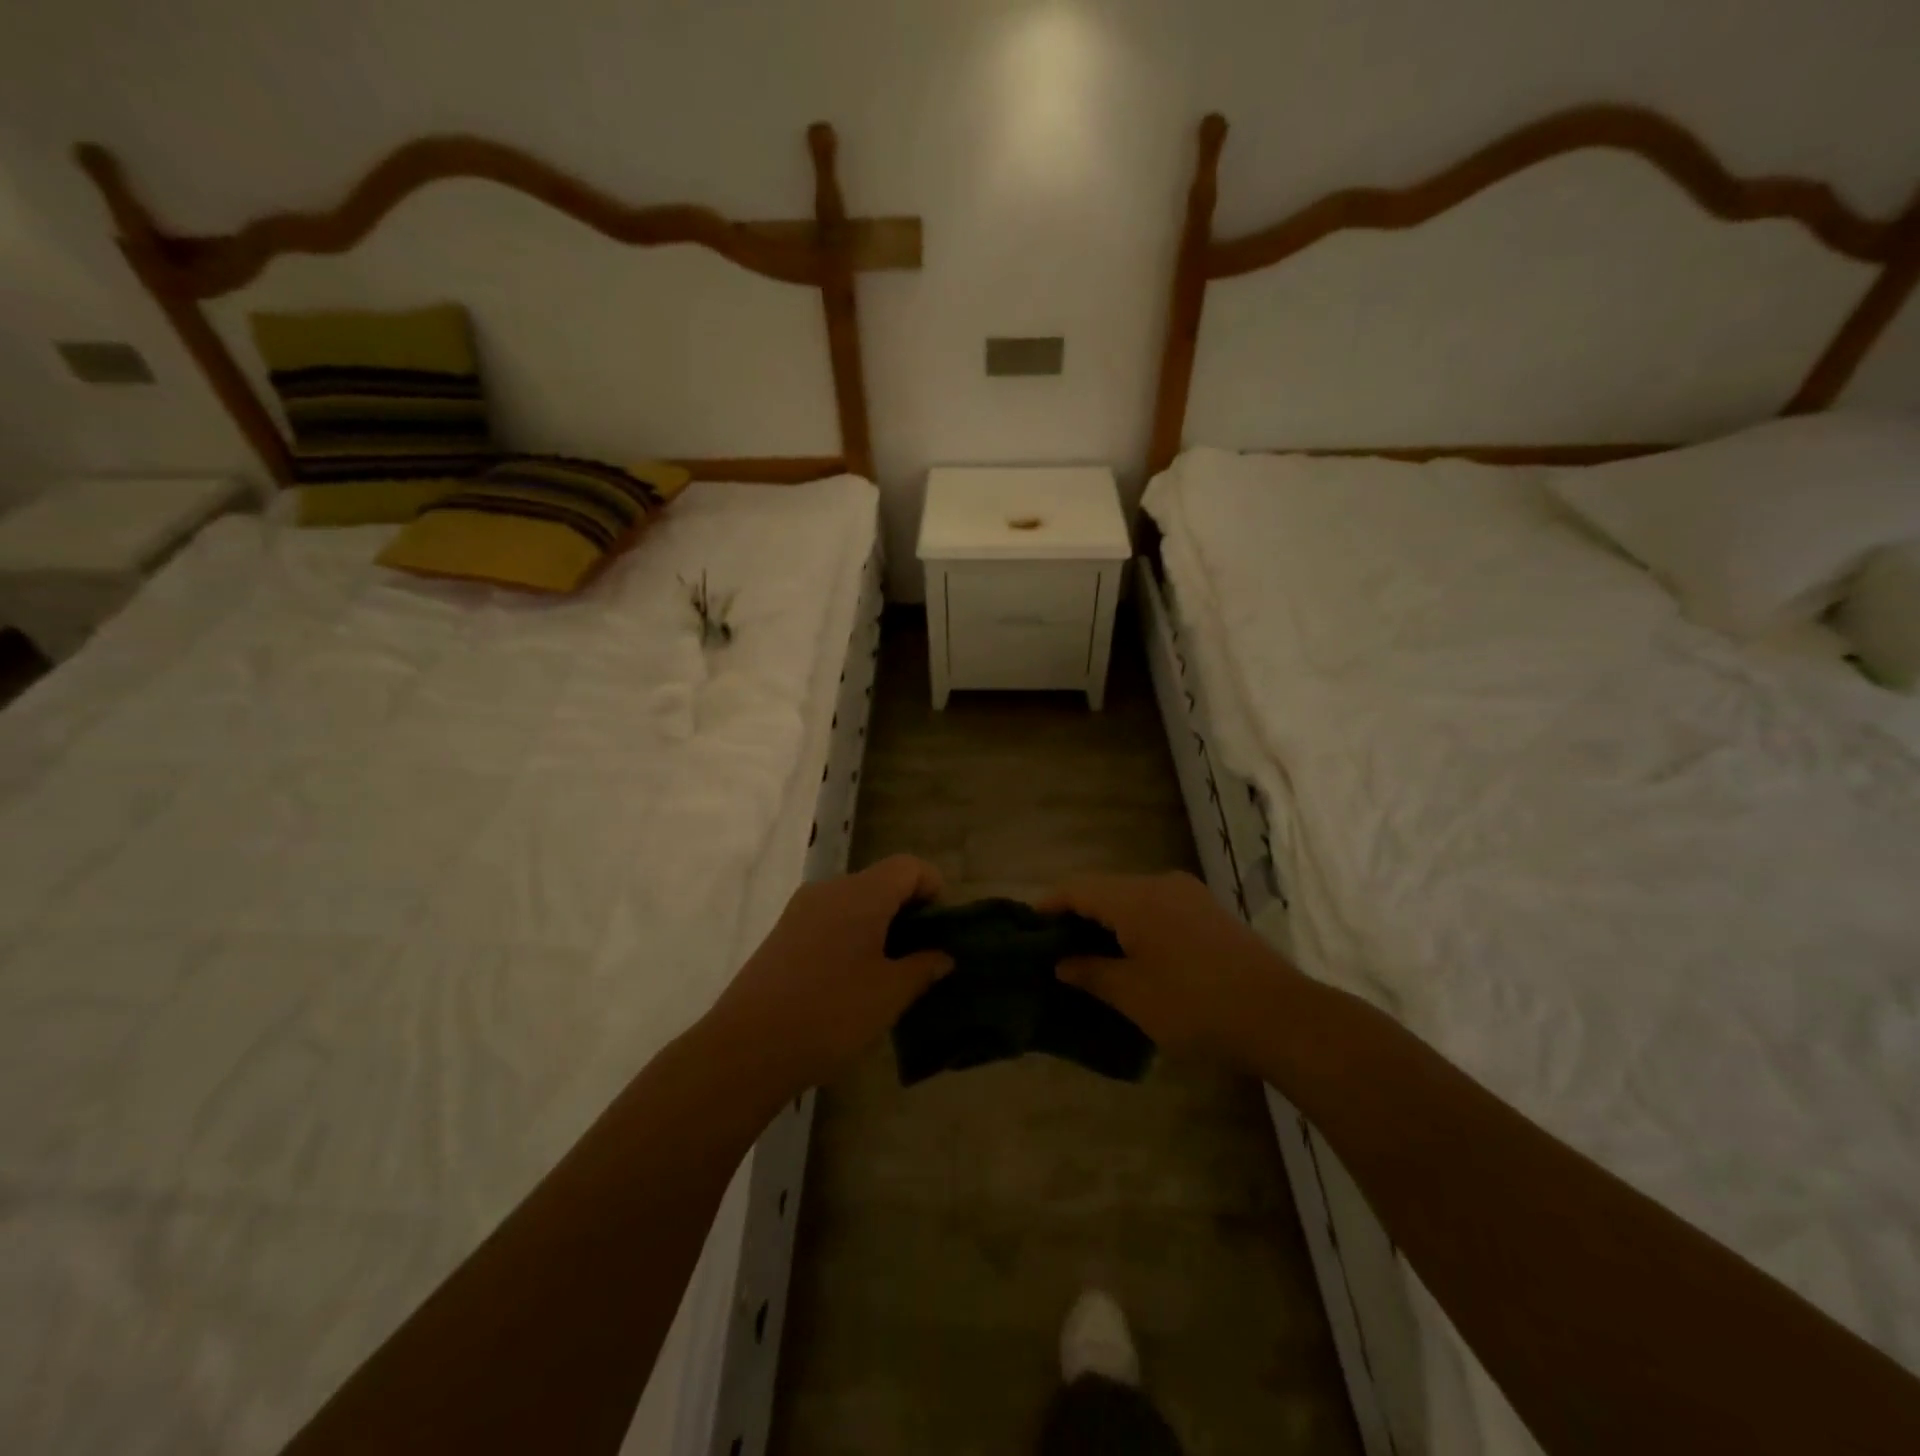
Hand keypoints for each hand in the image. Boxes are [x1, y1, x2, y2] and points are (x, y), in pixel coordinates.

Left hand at [709, 855, 952, 1091]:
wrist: (746, 1049)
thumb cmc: (831, 1014)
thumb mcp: (889, 995)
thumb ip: (922, 968)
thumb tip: (941, 956)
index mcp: (862, 894)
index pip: (909, 867)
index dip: (933, 889)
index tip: (939, 932)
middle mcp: (830, 890)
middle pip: (882, 881)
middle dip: (908, 912)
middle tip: (920, 957)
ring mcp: (801, 910)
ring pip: (855, 902)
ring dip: (879, 926)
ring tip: (888, 973)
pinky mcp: (783, 934)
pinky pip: (830, 920)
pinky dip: (851, 936)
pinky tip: (851, 981)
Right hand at [1038, 871, 1300, 1063]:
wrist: (1280, 1016)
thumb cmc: (1195, 1006)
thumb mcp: (1133, 995)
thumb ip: (1091, 973)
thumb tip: (1062, 963)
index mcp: (1136, 898)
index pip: (1078, 888)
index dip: (1049, 904)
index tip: (1027, 926)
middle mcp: (1160, 884)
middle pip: (1105, 889)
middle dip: (1077, 914)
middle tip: (1054, 947)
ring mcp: (1189, 895)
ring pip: (1132, 899)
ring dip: (1108, 921)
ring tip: (1088, 954)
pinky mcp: (1209, 912)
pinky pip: (1157, 908)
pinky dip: (1135, 924)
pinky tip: (1132, 954)